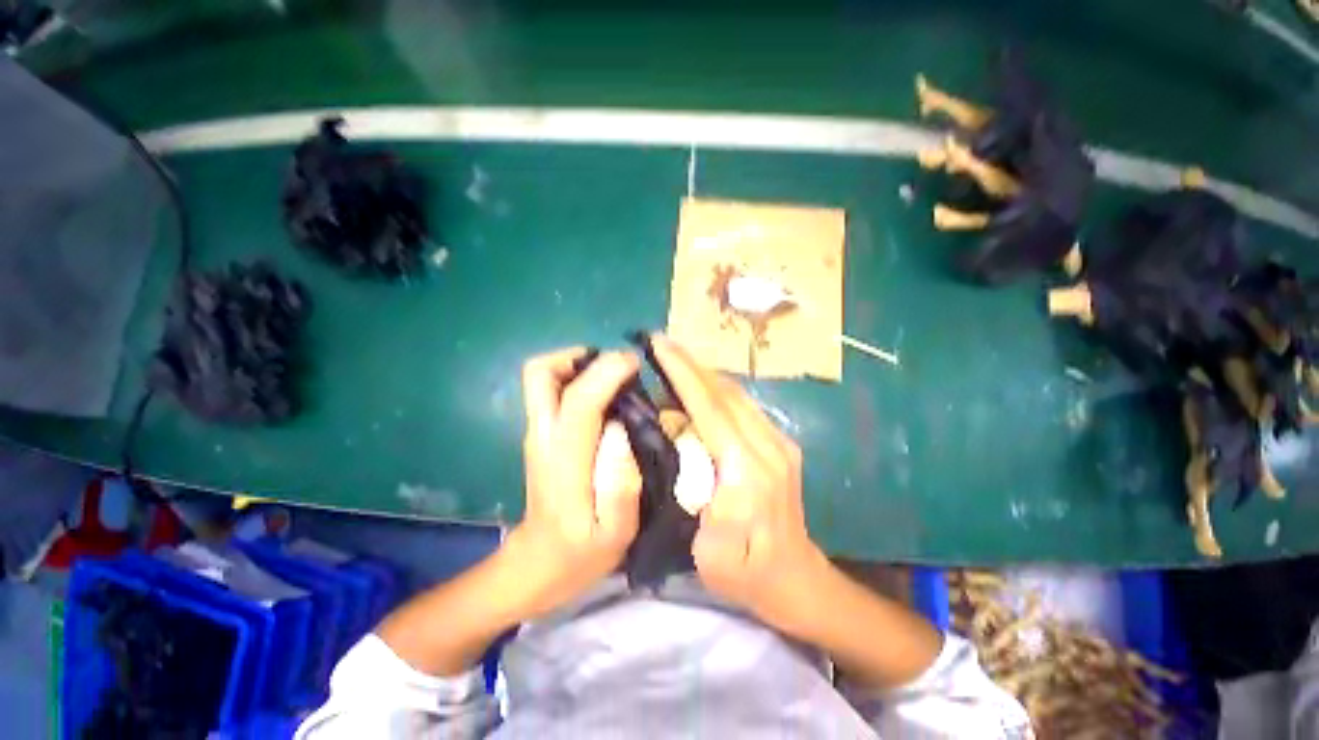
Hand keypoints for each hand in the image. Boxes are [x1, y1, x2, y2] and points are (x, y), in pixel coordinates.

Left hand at [507, 347, 643, 618]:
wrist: (538, 564)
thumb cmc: (582, 552)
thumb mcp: (617, 533)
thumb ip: (621, 484)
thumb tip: (620, 429)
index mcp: (565, 460)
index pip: (579, 401)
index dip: (607, 372)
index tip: (635, 363)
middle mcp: (543, 436)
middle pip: (540, 373)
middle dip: (579, 357)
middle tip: (617, 367)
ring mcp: (536, 433)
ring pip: (540, 377)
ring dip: (576, 365)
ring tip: (612, 376)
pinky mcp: (539, 434)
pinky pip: (549, 390)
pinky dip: (573, 378)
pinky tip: (602, 394)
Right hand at [651, 335, 829, 636]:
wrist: (796, 578)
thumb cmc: (745, 573)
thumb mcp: (707, 553)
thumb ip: (690, 495)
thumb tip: (675, 442)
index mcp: (747, 473)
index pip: (710, 409)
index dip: (683, 375)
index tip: (660, 347)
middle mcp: (768, 447)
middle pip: (724, 393)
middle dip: (690, 363)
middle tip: (661, 343)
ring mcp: (779, 442)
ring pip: (736, 394)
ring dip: (704, 372)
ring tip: (675, 358)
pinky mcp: (781, 443)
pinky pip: (743, 405)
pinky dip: (717, 388)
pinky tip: (700, 384)